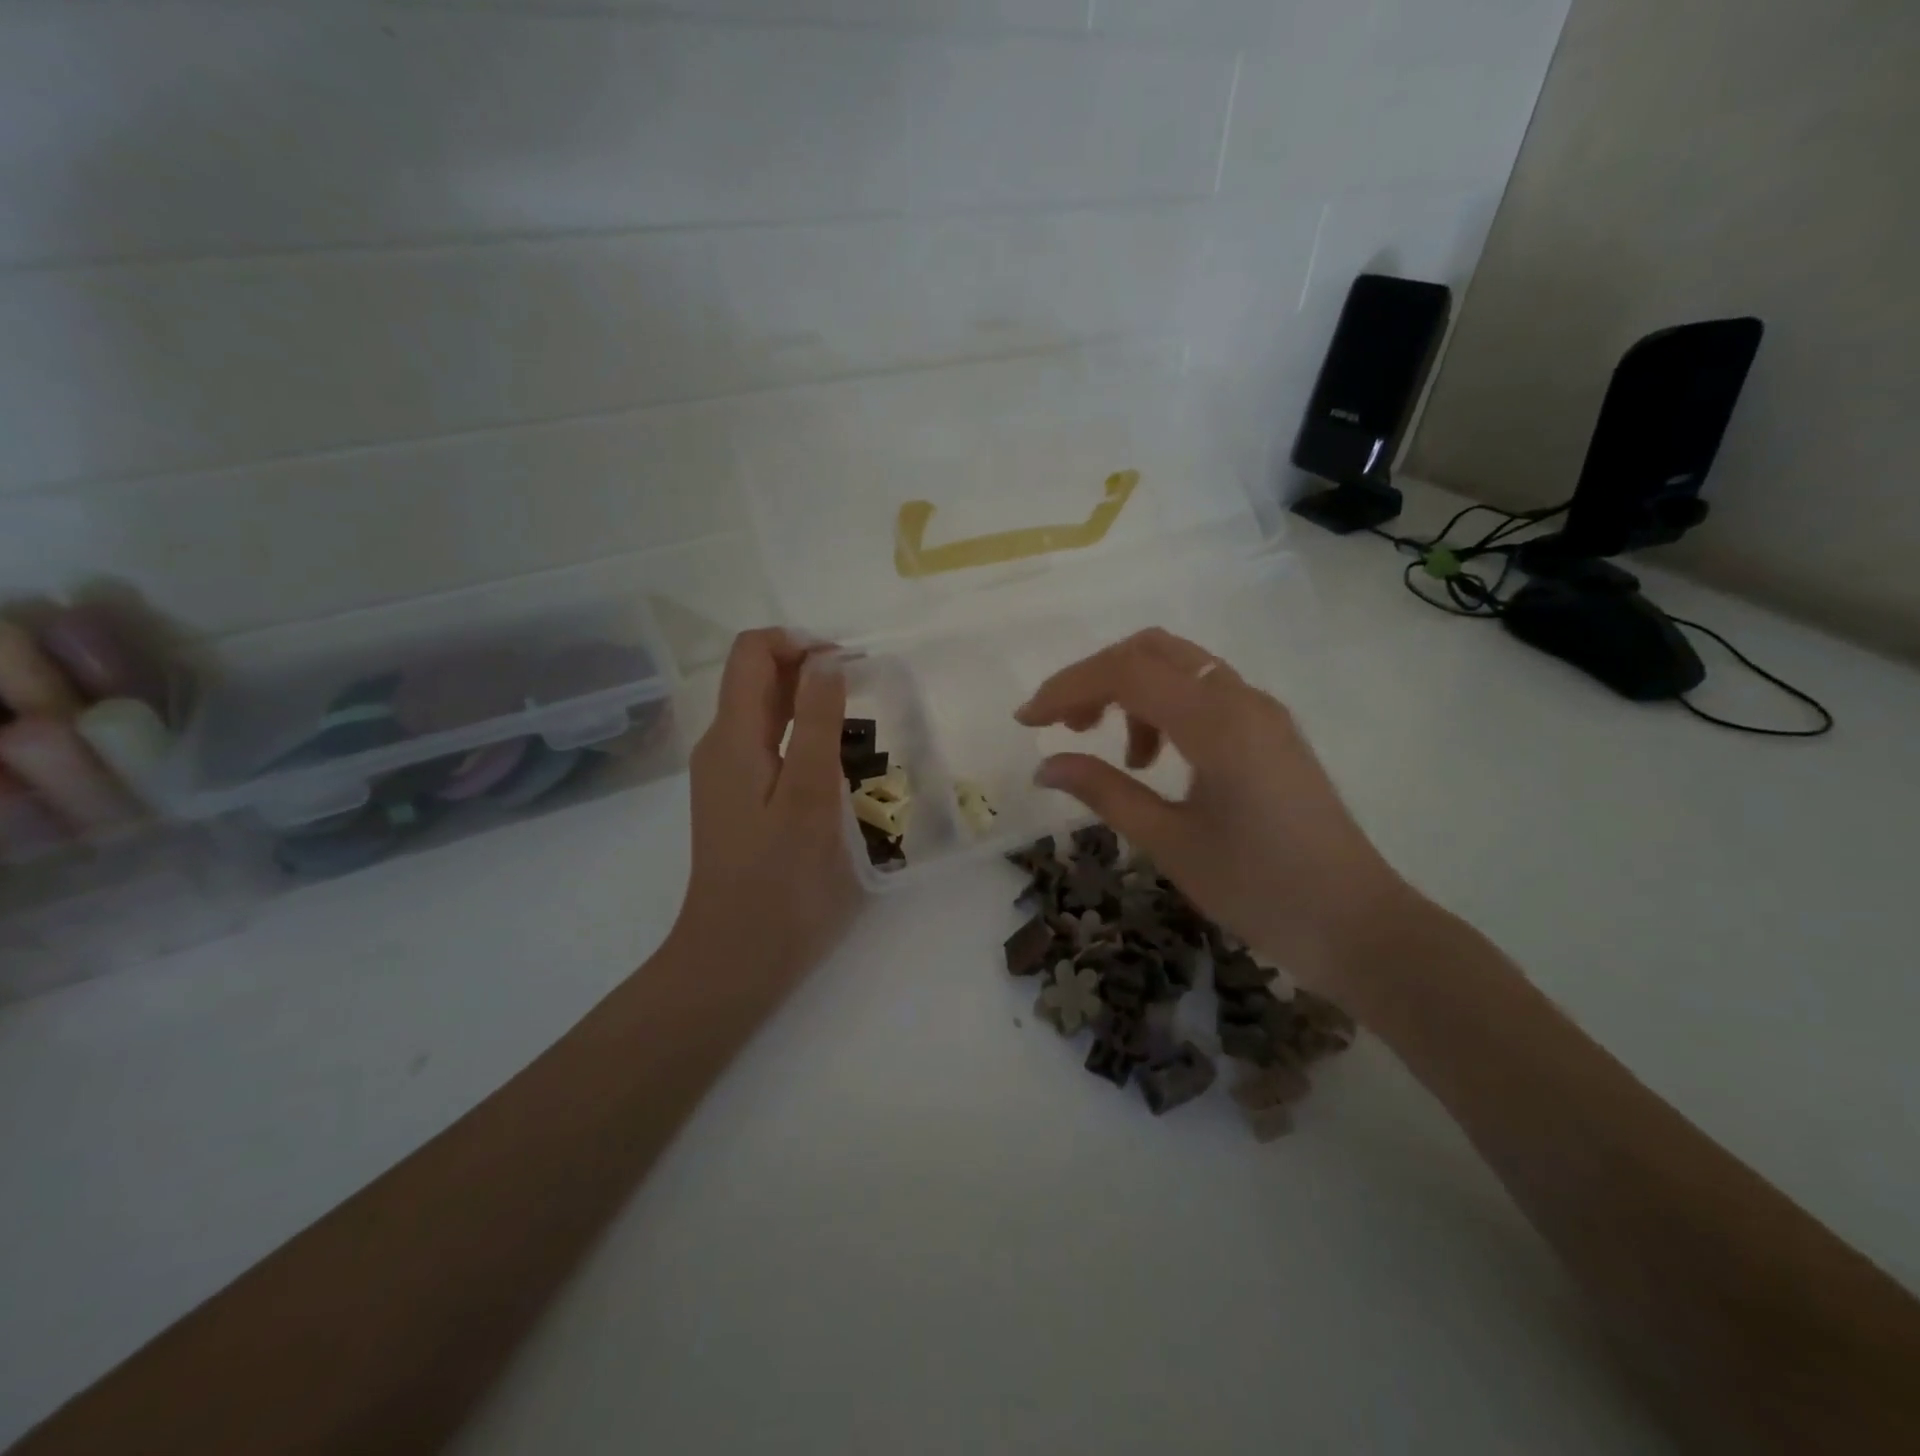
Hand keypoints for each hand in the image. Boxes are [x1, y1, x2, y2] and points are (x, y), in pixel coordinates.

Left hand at [672, 630, 862, 984]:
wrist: (738, 959)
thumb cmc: (780, 881)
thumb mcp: (807, 796)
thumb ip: (817, 722)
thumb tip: (825, 658)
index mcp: (731, 736)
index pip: (752, 652)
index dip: (799, 642)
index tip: (849, 665)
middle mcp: (722, 746)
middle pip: (758, 678)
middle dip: (810, 669)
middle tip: (867, 693)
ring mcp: (729, 776)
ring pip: (766, 713)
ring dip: (811, 703)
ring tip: (862, 727)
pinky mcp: (742, 802)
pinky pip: (771, 747)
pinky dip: (804, 736)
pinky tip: (838, 765)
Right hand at [1014, 628, 1415, 996]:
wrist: (1356, 924)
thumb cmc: (1259, 889)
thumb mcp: (1170, 842)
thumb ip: (1104, 792)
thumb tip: (1045, 766)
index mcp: (1217, 722)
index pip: (1126, 673)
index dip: (1066, 687)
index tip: (1025, 721)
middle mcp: (1242, 699)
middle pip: (1152, 650)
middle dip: (1097, 677)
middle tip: (1064, 725)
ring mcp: (1261, 711)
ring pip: (1180, 667)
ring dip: (1132, 692)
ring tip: (1119, 755)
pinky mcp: (1270, 731)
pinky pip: (1205, 694)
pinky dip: (1165, 708)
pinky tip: (1156, 760)